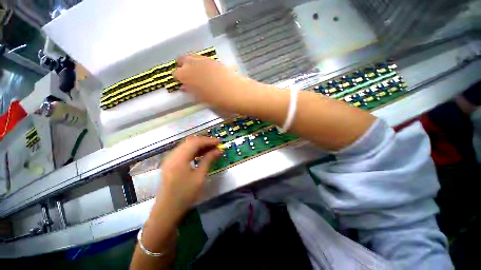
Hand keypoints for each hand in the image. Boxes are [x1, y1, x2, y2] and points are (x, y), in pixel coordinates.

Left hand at [158, 136, 221, 216]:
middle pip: (190, 142)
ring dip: (199, 145)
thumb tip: (218, 151)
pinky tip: (201, 154)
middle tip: (216, 144)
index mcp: (179, 158)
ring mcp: (170, 159)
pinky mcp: (170, 163)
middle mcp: (173, 155)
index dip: (208, 140)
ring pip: (186, 146)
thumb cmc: (185, 195)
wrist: (167, 211)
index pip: (195, 142)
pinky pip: (183, 152)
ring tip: (211, 148)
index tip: (219, 142)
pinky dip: (193, 150)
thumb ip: (208, 160)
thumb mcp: (199, 177)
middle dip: (204, 141)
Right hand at [173, 55, 254, 110]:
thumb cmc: (218, 101)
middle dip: (183, 67)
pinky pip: (204, 59)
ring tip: (197, 74)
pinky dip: (202, 64)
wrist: (237, 93)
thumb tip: (184, 87)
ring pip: (193, 57)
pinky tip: (207, 72)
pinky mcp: (215, 61)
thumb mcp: (202, 100)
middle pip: (182, 60)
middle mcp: (194, 65)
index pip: (176, 74)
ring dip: (192, 64)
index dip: (178, 79)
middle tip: (187, 76)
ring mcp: (205, 61)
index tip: (182, 84)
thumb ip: (191, 92)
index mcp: (188, 76)